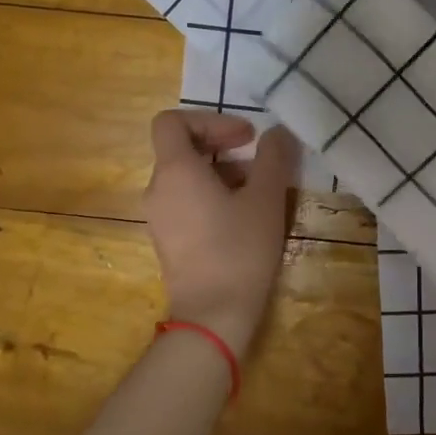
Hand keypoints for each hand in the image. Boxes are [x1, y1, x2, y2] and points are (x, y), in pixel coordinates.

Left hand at [143, 110, 299, 356]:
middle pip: (180, 148)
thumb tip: (278, 133)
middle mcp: (157, 189)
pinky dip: (210, 195)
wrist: (213, 315)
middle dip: (221, 145)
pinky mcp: (166, 240)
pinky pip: (184, 201)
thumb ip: (273, 159)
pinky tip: (241, 217)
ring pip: (185, 177)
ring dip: (220, 172)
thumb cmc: (239, 250)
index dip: (209, 119)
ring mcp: (158, 216)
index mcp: (175, 171)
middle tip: (257, 158)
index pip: (172, 122)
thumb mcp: (266, 199)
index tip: (244, 137)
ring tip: (257, 190)